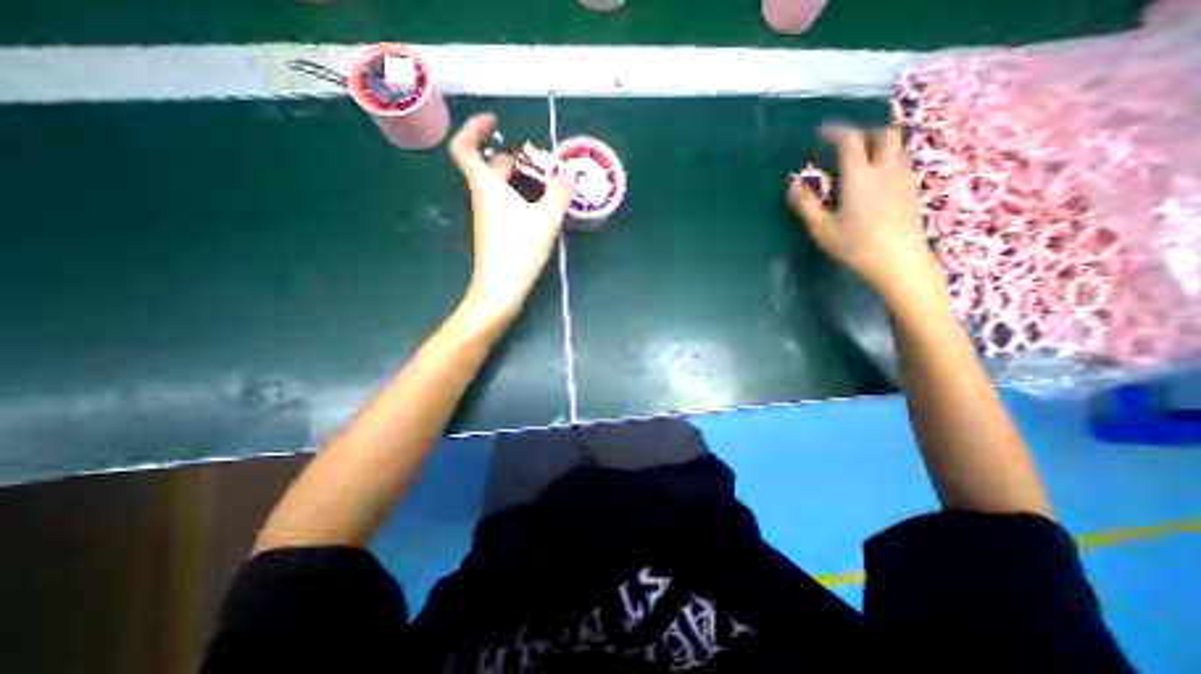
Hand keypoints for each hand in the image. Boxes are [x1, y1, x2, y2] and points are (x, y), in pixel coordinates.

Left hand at [454, 112, 579, 331]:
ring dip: (519, 179)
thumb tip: (570, 174)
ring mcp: (487, 217)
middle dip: (513, 157)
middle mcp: (482, 198)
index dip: (474, 128)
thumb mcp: (546, 220)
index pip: (464, 147)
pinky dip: (519, 197)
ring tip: (546, 184)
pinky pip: (503, 204)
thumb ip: (560, 194)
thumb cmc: (518, 251)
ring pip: (498, 187)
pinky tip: (540, 210)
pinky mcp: (495, 233)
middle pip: (489, 167)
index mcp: (487, 186)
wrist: (499, 290)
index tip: (496, 121)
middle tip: (539, 161)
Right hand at [791, 124, 948, 302]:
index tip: (822, 132)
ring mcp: (904, 178)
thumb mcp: (822, 230)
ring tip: (861, 158)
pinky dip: (888, 159)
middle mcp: (886, 170)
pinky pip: (902, 162)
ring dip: (878, 143)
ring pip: (897, 145)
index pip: (850, 140)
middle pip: (883, 133)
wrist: (899, 262)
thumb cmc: (856, 247)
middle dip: (862, 132)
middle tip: (844, 144)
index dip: (836, 131)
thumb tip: (793, 185)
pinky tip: (876, 179)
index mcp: (860, 177)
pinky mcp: (912, 190)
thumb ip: (806, 205)